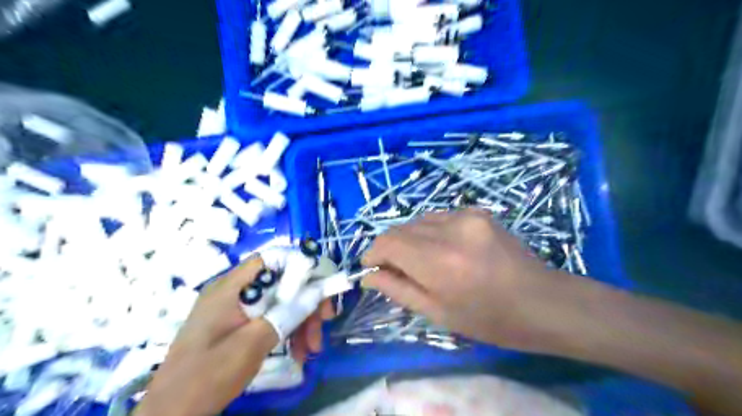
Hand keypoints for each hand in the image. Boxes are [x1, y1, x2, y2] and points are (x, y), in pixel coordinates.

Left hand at [135, 257, 333, 414]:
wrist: (169, 415)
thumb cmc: (207, 376)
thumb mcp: (253, 343)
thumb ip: (286, 313)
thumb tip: (317, 290)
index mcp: (230, 287)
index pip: (272, 259)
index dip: (301, 265)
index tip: (323, 285)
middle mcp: (233, 290)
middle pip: (281, 282)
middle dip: (306, 301)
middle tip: (325, 322)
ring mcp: (235, 308)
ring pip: (279, 301)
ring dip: (300, 320)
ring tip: (311, 349)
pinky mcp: (237, 324)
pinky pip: (269, 317)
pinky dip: (286, 330)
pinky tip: (298, 352)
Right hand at [362, 208, 588, 349]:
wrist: (541, 301)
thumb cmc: (489, 319)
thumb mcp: (437, 313)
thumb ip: (397, 289)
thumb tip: (368, 275)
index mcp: (439, 261)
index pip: (387, 242)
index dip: (373, 253)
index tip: (371, 268)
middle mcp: (450, 229)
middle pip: (400, 228)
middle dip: (389, 248)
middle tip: (395, 270)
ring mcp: (466, 214)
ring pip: (418, 221)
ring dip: (410, 239)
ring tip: (422, 262)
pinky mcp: (476, 210)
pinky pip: (438, 217)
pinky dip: (430, 232)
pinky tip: (444, 250)